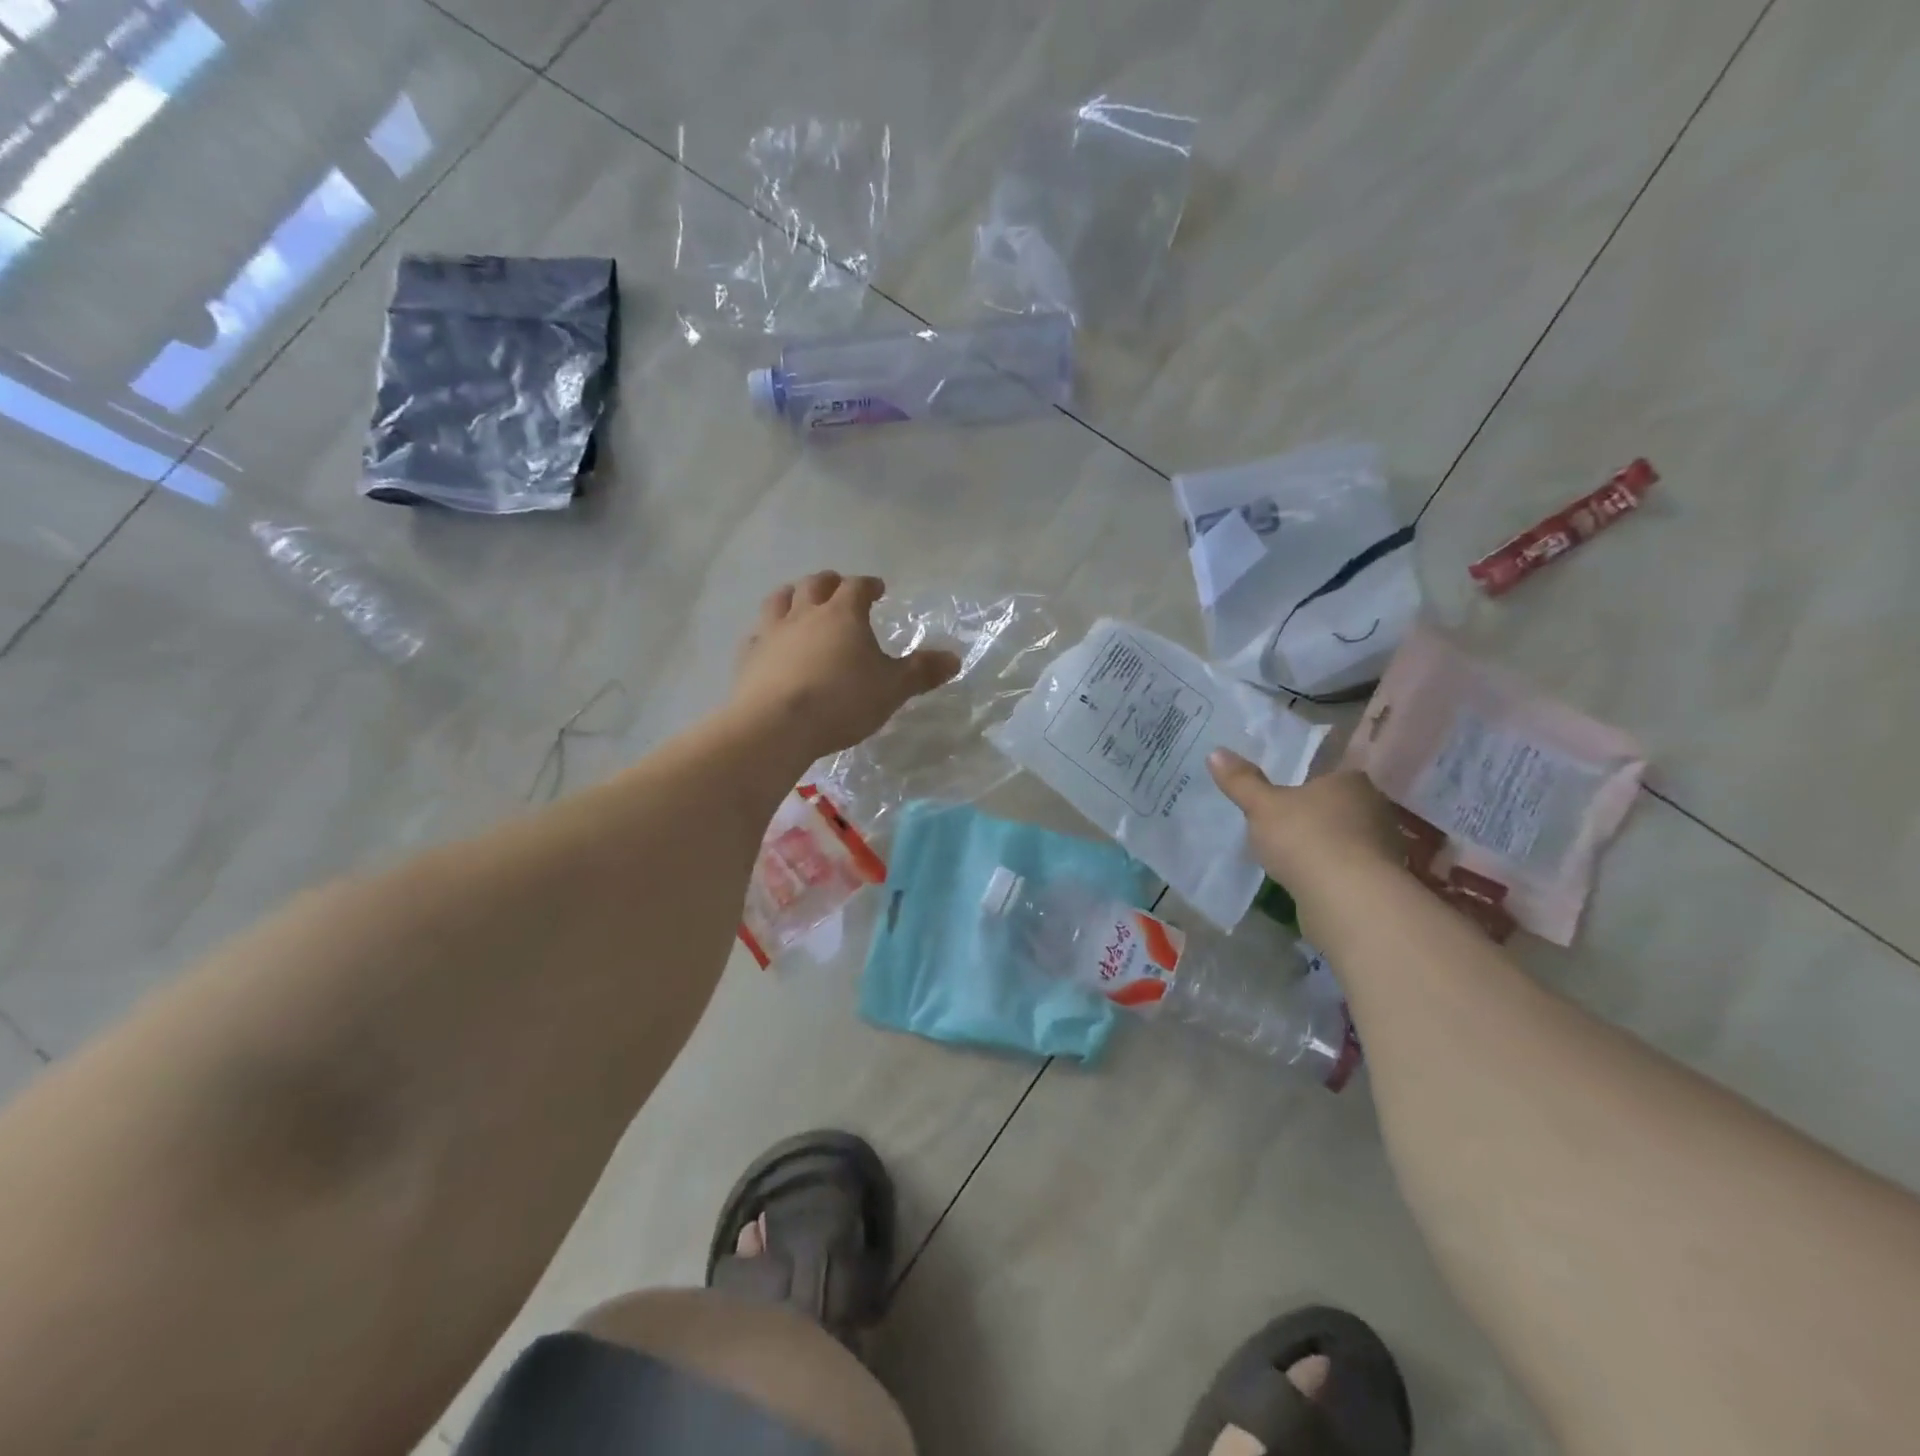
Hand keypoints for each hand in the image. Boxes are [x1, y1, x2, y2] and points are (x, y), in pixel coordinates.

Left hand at [730, 572, 960, 762]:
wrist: (777, 725)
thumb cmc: (842, 701)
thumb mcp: (893, 689)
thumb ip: (922, 671)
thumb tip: (954, 658)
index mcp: (843, 614)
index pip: (857, 586)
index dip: (868, 584)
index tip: (877, 589)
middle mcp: (804, 614)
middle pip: (814, 585)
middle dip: (829, 583)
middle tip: (838, 587)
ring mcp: (772, 633)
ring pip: (779, 601)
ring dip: (792, 596)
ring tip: (799, 601)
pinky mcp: (748, 658)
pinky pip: (756, 635)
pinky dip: (765, 633)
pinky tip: (768, 643)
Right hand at [1207, 753, 1402, 895]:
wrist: (1348, 898)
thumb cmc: (1305, 837)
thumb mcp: (1262, 806)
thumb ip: (1241, 781)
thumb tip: (1215, 753)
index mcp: (1350, 781)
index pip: (1331, 774)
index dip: (1309, 784)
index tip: (1286, 797)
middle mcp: (1374, 808)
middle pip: (1341, 806)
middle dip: (1317, 815)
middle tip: (1286, 825)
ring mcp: (1383, 846)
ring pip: (1348, 838)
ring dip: (1326, 846)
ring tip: (1294, 857)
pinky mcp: (1381, 881)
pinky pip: (1351, 868)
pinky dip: (1333, 872)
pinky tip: (1312, 881)